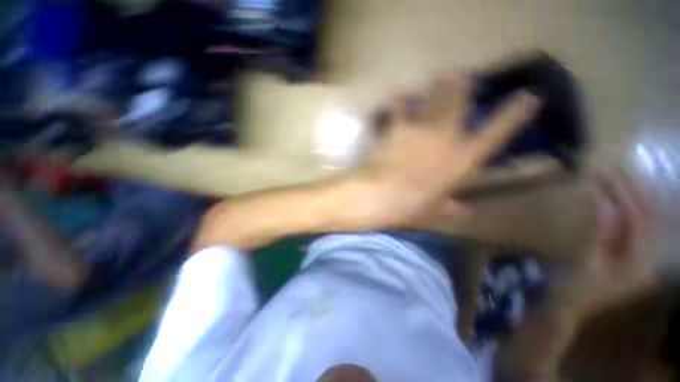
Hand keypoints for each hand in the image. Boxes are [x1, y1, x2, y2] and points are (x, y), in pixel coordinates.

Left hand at [358, 71, 539, 227]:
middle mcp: (446, 137)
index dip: (515, 113)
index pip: (498, 132)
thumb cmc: (412, 205)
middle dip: (460, 85)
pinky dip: (397, 102)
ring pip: (431, 99)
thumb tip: (465, 211)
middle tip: (457, 73)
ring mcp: (420, 129)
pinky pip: (397, 109)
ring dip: (434, 86)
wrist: (384, 193)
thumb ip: (450, 208)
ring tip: (436, 76)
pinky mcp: (397, 128)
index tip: (530, 96)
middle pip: (458, 103)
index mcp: (462, 159)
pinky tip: (396, 96)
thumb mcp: (434, 209)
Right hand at [577, 169, 655, 316]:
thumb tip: (603, 202)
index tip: (603, 175)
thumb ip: (599, 233)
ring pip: (646, 218)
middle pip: (647, 216)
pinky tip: (621, 195)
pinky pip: (636, 225)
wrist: (572, 307)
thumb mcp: (586, 262)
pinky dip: (629, 207)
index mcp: (639, 262)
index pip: (637, 219)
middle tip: (611, 170)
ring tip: (617, 175)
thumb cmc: (575, 288)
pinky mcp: (633, 254)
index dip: (621, 194)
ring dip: (632, 195)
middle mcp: (649, 257)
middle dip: (630, 190)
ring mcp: (643, 256)